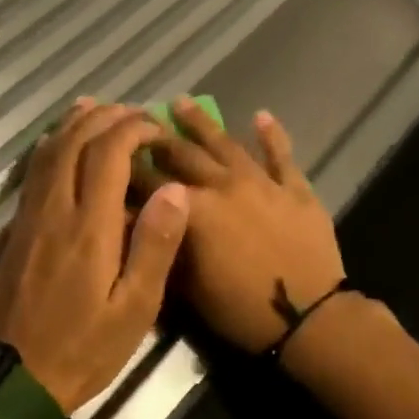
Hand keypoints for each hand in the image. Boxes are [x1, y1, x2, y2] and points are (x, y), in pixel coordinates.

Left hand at [0, 99, 188, 413]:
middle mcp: (56, 210)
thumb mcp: (135, 308)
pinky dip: (49, 145)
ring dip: (75, 123)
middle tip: (136, 113)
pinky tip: (58, 141)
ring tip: (98, 107)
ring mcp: (31, 217)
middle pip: (76, 142)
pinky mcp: (17, 229)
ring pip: (49, 151)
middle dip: (107, 118)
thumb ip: (154, 245)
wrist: (17, 379)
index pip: (108, 153)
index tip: (158, 130)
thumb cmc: (85, 347)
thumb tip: (174, 189)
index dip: (134, 130)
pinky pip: (33, 172)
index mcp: (90, 227)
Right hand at [134, 99, 344, 353]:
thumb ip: (163, 247)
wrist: (308, 316)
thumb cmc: (240, 309)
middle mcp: (223, 185)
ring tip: (181, 101)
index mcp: (193, 209)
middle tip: (138, 120)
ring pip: (227, 144)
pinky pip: (281, 155)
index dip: (127, 167)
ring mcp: (261, 183)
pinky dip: (271, 134)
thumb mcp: (187, 288)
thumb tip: (140, 222)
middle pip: (184, 154)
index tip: (110, 152)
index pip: (150, 182)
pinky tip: (261, 115)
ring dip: (202, 122)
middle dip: (157, 137)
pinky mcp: (295, 189)